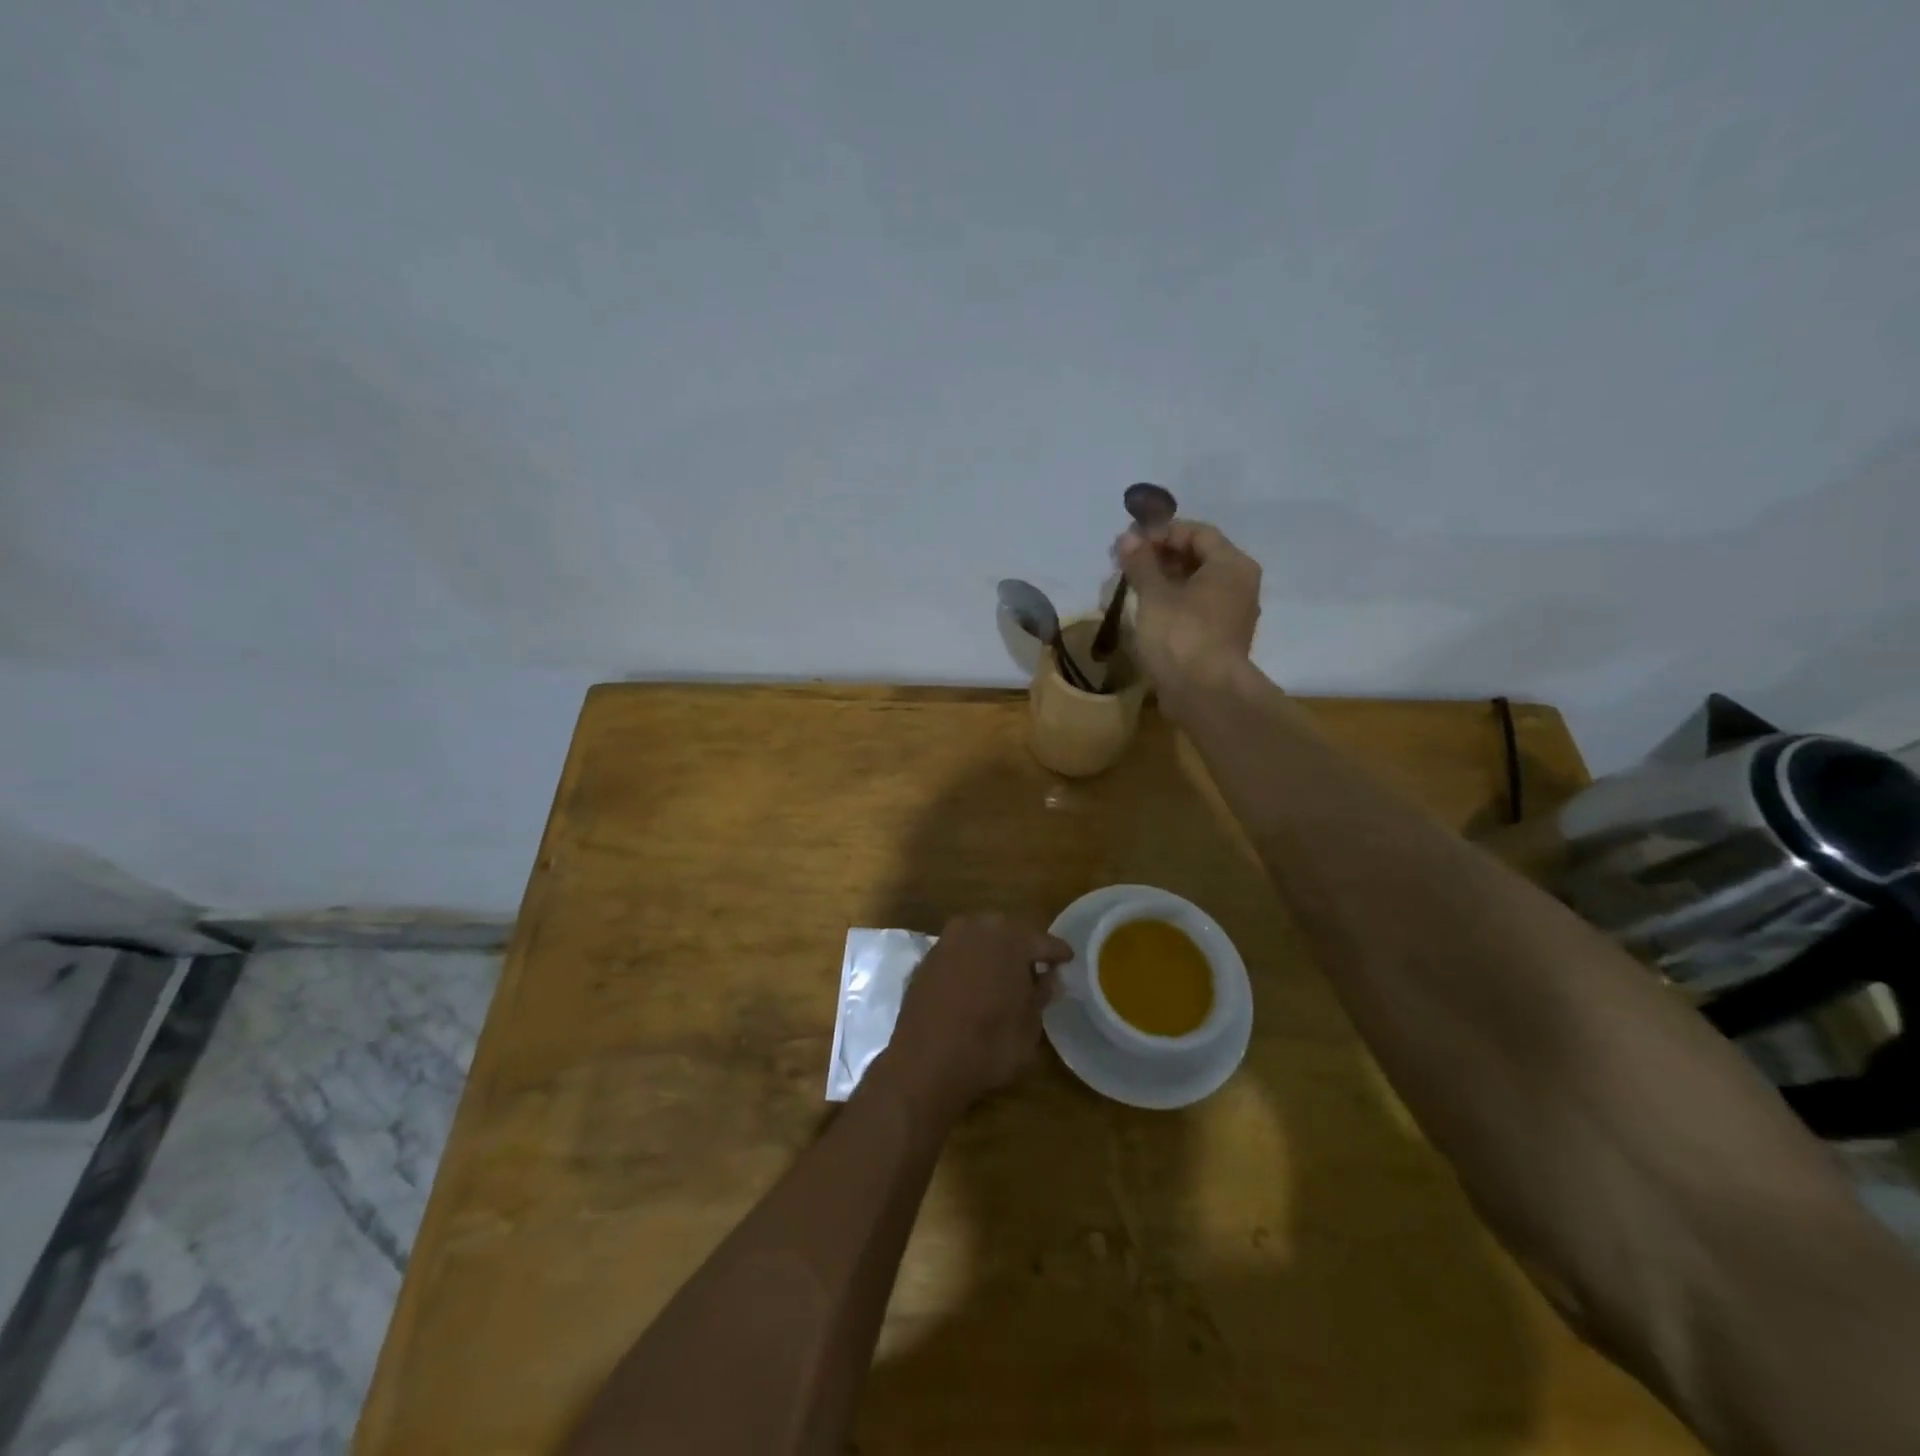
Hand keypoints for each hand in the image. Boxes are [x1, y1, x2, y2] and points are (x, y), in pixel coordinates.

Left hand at [880, 913, 1071, 1119]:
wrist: (925, 1061)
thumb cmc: (989, 1044)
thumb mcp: (1029, 1026)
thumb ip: (1041, 995)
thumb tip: (1049, 979)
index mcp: (1010, 939)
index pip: (1042, 941)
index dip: (1057, 952)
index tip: (1068, 959)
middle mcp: (977, 929)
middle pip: (1008, 931)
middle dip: (1022, 946)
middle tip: (1036, 965)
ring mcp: (947, 941)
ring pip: (979, 937)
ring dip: (993, 951)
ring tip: (1005, 974)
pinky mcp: (926, 959)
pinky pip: (958, 952)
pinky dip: (970, 962)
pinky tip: (976, 981)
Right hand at [1115, 518, 1261, 712]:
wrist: (1204, 694)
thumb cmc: (1181, 635)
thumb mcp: (1154, 595)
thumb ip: (1141, 563)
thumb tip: (1128, 537)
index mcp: (1231, 564)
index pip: (1197, 532)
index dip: (1162, 532)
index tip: (1131, 542)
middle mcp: (1239, 584)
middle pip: (1198, 558)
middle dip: (1161, 556)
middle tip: (1126, 562)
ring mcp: (1232, 614)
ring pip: (1196, 585)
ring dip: (1164, 581)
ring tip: (1132, 586)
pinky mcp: (1219, 639)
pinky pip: (1195, 609)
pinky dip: (1173, 604)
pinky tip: (1147, 611)